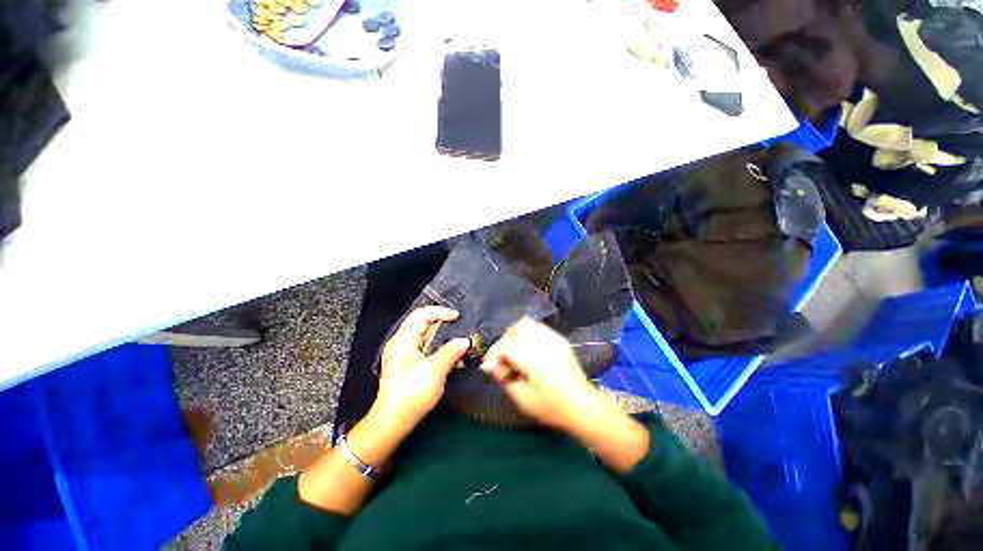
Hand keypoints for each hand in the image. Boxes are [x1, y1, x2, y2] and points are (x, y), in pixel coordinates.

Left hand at [373, 306, 469, 431]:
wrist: (392, 422)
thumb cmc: (411, 395)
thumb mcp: (435, 371)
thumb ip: (451, 352)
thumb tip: (464, 340)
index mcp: (403, 340)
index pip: (422, 314)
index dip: (440, 312)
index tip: (457, 317)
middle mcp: (402, 343)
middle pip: (424, 324)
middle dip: (445, 326)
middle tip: (461, 330)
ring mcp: (404, 354)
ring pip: (427, 338)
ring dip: (444, 341)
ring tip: (460, 348)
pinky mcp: (408, 364)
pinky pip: (427, 350)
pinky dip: (440, 351)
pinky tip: (453, 361)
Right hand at [479, 318, 600, 431]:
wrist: (583, 406)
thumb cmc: (552, 407)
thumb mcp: (523, 399)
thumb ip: (504, 378)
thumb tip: (492, 365)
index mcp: (535, 360)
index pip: (507, 346)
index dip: (493, 354)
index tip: (488, 367)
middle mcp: (544, 344)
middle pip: (515, 330)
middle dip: (503, 342)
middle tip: (501, 359)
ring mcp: (554, 338)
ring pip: (527, 324)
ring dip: (514, 334)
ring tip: (512, 351)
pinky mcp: (559, 339)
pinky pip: (538, 327)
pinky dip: (526, 334)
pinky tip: (526, 349)